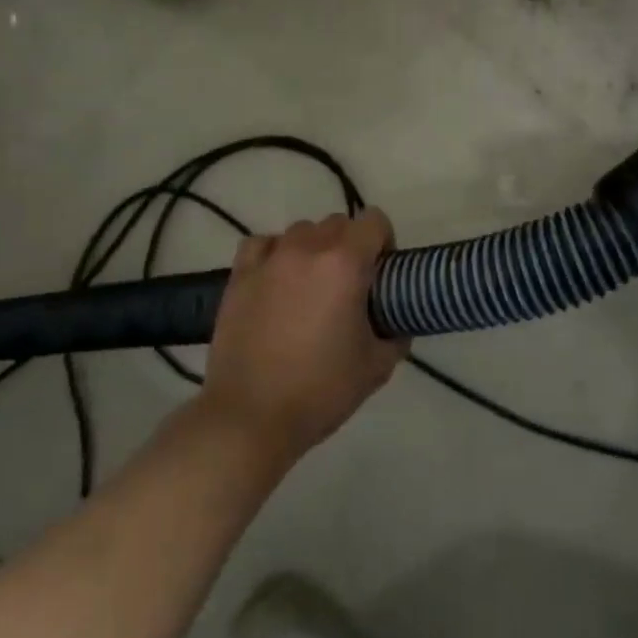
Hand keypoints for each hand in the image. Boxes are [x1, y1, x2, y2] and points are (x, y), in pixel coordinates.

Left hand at [200, 210, 404, 465]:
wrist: (251, 417)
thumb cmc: (321, 390)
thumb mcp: (377, 367)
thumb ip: (396, 335)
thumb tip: (398, 324)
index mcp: (345, 264)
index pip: (374, 221)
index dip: (385, 242)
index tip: (383, 274)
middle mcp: (307, 250)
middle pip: (338, 223)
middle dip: (351, 245)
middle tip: (351, 286)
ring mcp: (269, 260)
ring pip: (301, 231)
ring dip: (315, 248)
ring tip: (312, 286)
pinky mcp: (239, 276)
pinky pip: (263, 244)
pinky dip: (275, 253)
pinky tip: (278, 279)